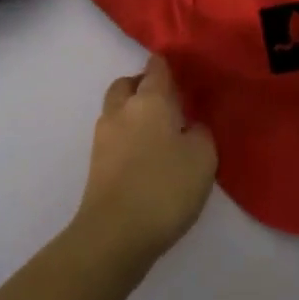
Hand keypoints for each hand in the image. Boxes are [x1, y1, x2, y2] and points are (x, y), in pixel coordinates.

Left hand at [75, 55, 217, 269]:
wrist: (115, 232)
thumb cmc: (164, 187)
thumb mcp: (203, 158)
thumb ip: (200, 133)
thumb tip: (189, 125)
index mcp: (149, 100)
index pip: (156, 68)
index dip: (167, 67)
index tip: (180, 74)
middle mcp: (121, 109)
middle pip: (128, 84)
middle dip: (143, 86)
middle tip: (167, 103)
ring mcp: (103, 135)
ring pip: (117, 109)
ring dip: (133, 112)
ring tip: (157, 132)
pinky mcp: (96, 162)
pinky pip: (114, 135)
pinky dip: (127, 136)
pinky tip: (144, 156)